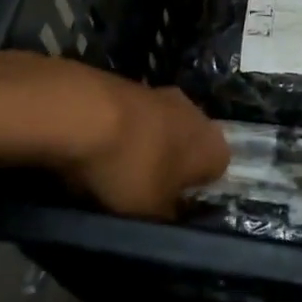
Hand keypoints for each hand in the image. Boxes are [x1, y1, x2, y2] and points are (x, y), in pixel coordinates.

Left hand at [42, 61, 228, 219]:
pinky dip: (120, 132)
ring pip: (159, 130)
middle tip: (142, 190)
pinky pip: (132, 118)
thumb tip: (171, 214)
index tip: (169, 207)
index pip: (216, 172)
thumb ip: (168, 217)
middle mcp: (196, 113)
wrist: (84, 112)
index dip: (193, 192)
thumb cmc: (131, 168)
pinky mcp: (130, 84)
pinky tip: (96, 149)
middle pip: (187, 147)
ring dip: (142, 148)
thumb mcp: (151, 214)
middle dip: (168, 166)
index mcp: (214, 145)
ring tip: (113, 171)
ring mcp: (162, 93)